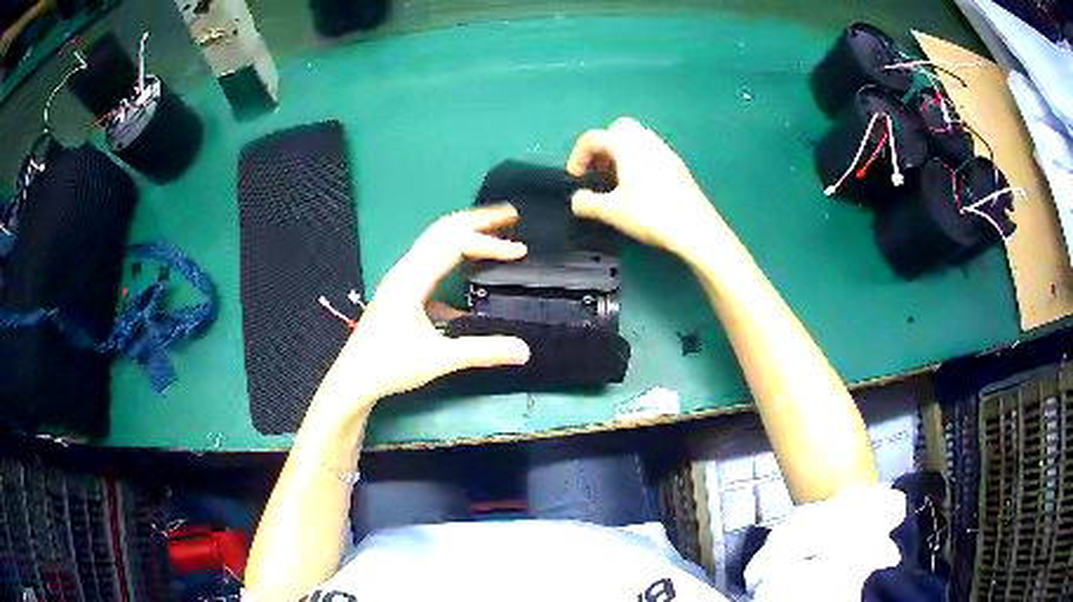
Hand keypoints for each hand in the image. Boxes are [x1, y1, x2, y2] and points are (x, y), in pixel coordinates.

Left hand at [323, 205, 530, 409]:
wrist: (354, 379)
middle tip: (510, 215)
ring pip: (435, 242)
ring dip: (465, 234)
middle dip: (477, 220)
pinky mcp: (400, 290)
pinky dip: (453, 256)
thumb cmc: (390, 366)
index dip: (489, 244)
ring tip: (493, 232)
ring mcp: (400, 278)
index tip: (520, 251)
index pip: (455, 245)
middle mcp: (405, 270)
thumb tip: (525, 350)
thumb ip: (482, 352)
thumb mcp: (439, 359)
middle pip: (443, 229)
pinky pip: (430, 261)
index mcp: (412, 279)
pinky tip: (469, 276)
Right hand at [567, 117, 722, 263]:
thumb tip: (576, 200)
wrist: (696, 229)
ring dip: (621, 153)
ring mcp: (665, 152)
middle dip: (603, 146)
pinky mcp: (678, 166)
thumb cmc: (651, 215)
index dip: (578, 155)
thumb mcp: (612, 212)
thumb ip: (587, 203)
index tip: (576, 177)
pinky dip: (638, 160)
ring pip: (637, 139)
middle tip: (598, 170)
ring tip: (616, 180)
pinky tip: (639, 187)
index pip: (594, 137)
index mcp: (626, 146)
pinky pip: (651, 152)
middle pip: (618, 129)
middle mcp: (646, 142)